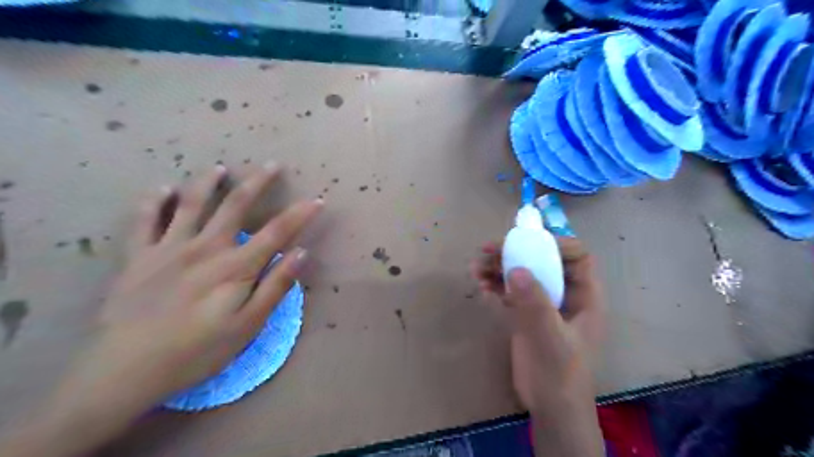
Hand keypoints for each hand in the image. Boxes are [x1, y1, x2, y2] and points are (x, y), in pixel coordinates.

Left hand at [0, 160, 323, 456]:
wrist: (125, 370)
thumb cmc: (197, 351)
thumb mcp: (248, 326)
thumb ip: (275, 286)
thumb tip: (300, 253)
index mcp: (235, 266)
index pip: (277, 232)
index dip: (300, 214)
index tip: (318, 200)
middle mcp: (205, 247)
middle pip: (235, 205)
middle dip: (257, 182)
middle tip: (272, 165)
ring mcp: (168, 248)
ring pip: (191, 203)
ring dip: (208, 182)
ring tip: (219, 168)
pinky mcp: (138, 256)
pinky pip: (144, 220)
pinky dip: (155, 201)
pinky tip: (163, 189)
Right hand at [471, 238, 603, 453]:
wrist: (550, 407)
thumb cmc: (560, 373)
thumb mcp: (550, 338)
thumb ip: (535, 304)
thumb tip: (517, 269)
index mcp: (585, 296)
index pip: (578, 256)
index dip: (555, 243)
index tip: (525, 242)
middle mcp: (565, 294)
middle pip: (543, 260)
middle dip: (516, 252)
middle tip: (488, 250)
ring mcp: (545, 303)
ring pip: (525, 274)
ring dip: (500, 267)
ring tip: (476, 269)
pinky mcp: (527, 314)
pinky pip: (512, 290)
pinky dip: (497, 284)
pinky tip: (482, 285)